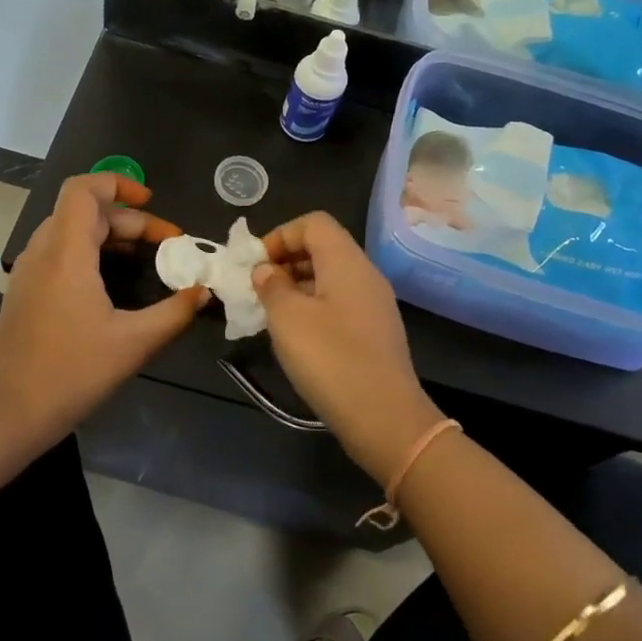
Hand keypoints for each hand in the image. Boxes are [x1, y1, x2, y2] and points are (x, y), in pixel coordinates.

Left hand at [0, 174, 207, 447]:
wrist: (7, 414)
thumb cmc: (71, 373)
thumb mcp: (133, 344)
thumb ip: (174, 313)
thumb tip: (204, 292)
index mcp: (66, 253)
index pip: (83, 189)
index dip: (118, 183)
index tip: (151, 202)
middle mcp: (43, 252)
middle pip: (85, 211)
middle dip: (129, 220)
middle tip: (168, 244)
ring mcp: (29, 271)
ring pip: (71, 230)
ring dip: (109, 234)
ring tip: (145, 256)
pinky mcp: (25, 291)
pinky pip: (60, 252)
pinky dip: (90, 251)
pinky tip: (112, 280)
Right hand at [253, 212, 445, 483]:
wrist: (385, 418)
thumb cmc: (330, 358)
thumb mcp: (287, 318)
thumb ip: (271, 285)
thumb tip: (266, 270)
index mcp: (346, 260)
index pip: (313, 223)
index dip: (281, 235)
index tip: (256, 265)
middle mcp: (365, 273)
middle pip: (323, 247)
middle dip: (286, 260)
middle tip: (258, 289)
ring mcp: (375, 303)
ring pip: (330, 277)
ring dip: (298, 286)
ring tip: (271, 313)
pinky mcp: (376, 331)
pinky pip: (340, 302)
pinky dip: (314, 307)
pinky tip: (297, 336)